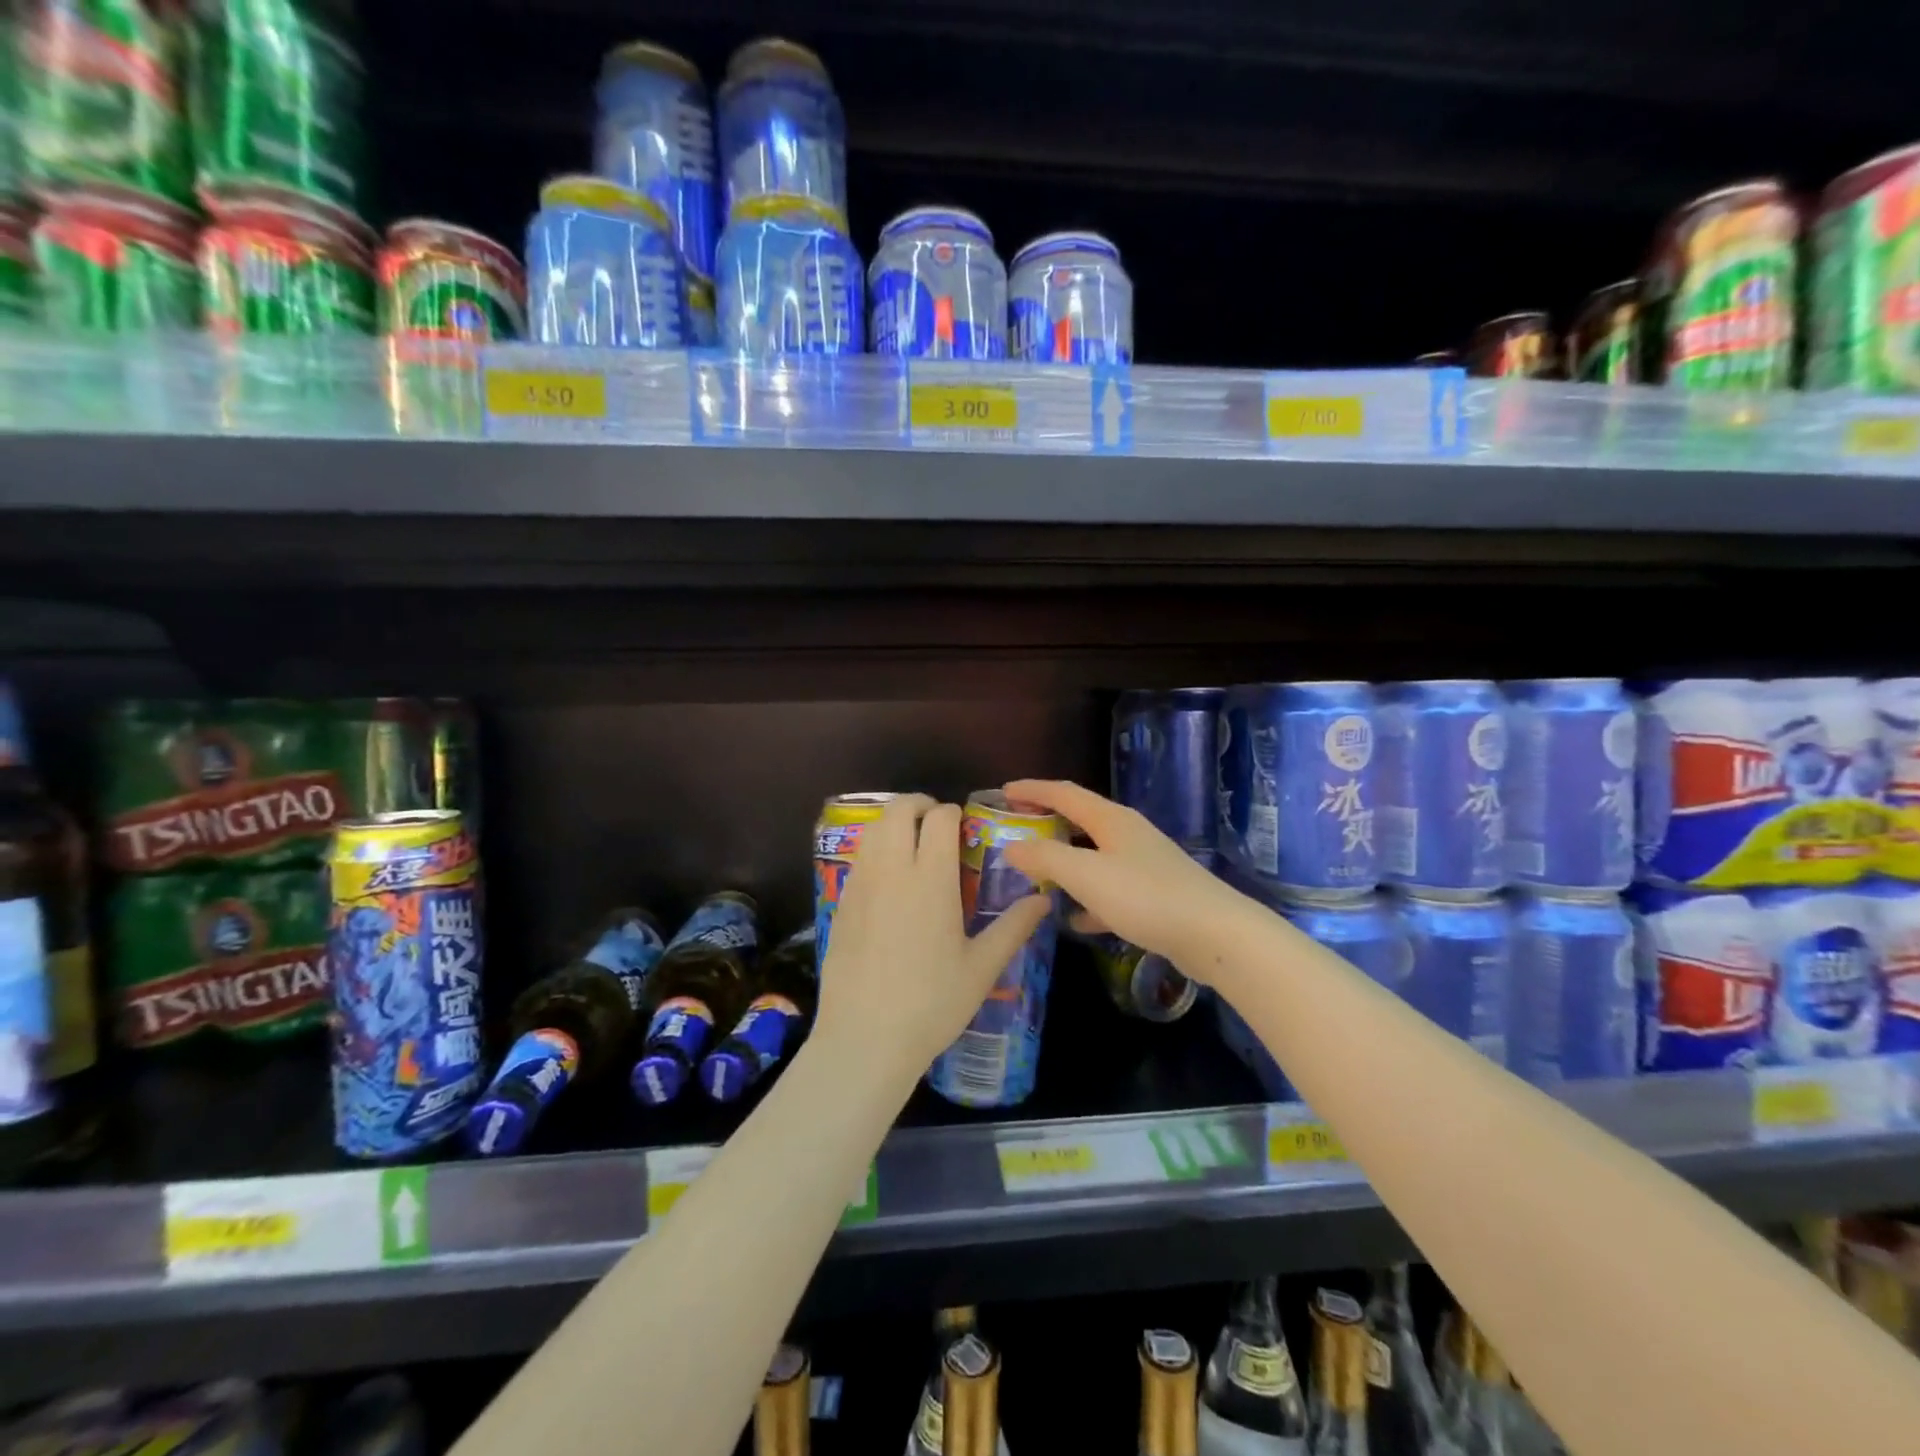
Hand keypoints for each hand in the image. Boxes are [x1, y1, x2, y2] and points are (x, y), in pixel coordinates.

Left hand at [813, 794, 1050, 1088]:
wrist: (864, 1038)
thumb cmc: (932, 1003)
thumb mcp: (982, 968)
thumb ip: (1014, 926)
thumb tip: (1044, 899)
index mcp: (930, 878)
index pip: (938, 817)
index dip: (952, 813)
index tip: (962, 827)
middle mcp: (892, 870)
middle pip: (898, 810)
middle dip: (918, 805)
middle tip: (936, 823)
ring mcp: (860, 885)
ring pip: (873, 830)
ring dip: (893, 824)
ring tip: (912, 846)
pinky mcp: (840, 903)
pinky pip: (859, 858)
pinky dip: (875, 851)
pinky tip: (889, 882)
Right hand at [1000, 779, 1246, 981]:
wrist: (1215, 934)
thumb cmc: (1145, 896)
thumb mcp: (1086, 875)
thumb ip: (1046, 858)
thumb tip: (1012, 846)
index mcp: (1111, 819)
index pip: (1064, 793)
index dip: (1032, 790)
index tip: (1003, 792)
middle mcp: (1128, 834)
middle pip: (1080, 819)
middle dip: (1047, 821)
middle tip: (1016, 828)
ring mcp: (1144, 864)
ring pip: (1094, 855)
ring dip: (1065, 861)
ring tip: (1037, 874)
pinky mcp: (1155, 894)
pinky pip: (1110, 889)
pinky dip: (1088, 898)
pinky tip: (1076, 921)